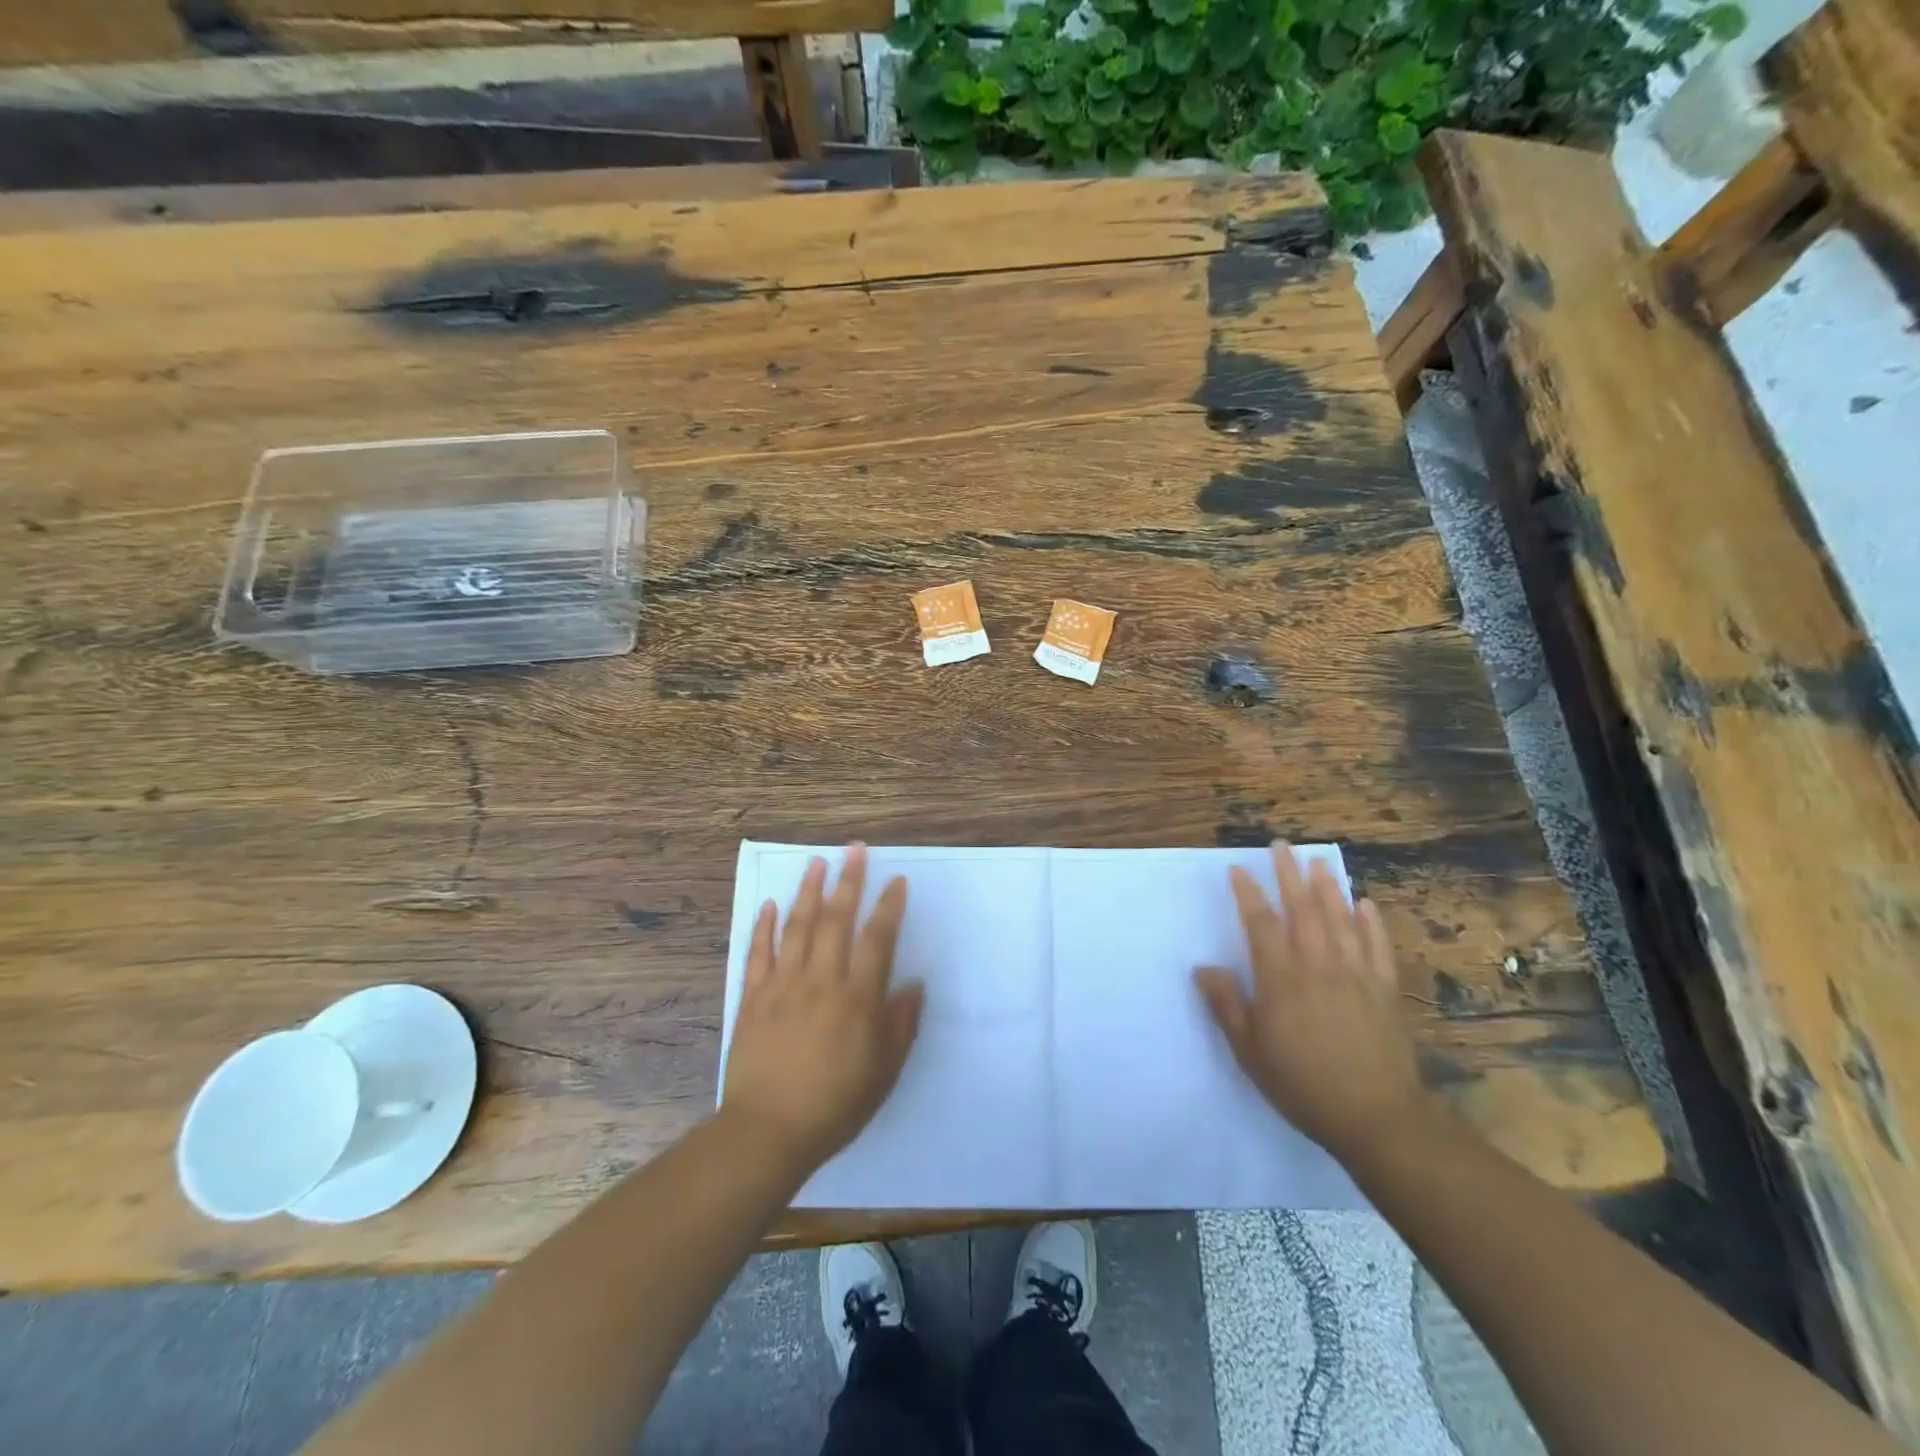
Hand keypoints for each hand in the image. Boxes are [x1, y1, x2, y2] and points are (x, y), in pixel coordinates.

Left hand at [722, 845, 922, 1174]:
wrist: (768, 1131)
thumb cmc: (835, 1104)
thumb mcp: (883, 1072)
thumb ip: (900, 1025)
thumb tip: (914, 985)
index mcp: (857, 998)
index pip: (877, 939)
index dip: (888, 906)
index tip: (896, 880)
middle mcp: (821, 980)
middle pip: (835, 920)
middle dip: (848, 881)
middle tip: (854, 850)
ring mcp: (783, 985)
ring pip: (797, 927)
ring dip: (807, 891)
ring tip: (816, 862)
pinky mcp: (752, 997)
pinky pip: (758, 953)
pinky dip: (764, 926)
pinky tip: (770, 904)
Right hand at [1194, 842, 1426, 1163]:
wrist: (1377, 1118)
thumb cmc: (1303, 1084)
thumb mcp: (1250, 1051)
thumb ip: (1227, 1005)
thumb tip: (1204, 968)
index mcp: (1282, 979)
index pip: (1261, 924)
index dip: (1248, 893)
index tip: (1237, 869)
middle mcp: (1319, 966)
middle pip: (1303, 909)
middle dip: (1289, 874)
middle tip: (1282, 845)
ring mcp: (1357, 975)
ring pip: (1341, 920)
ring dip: (1329, 887)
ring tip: (1319, 861)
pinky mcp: (1385, 991)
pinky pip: (1378, 947)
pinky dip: (1371, 922)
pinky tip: (1365, 904)